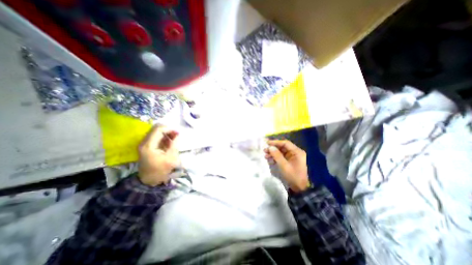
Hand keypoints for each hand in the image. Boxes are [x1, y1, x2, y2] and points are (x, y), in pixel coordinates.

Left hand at [138, 125, 180, 185]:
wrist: (149, 181)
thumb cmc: (161, 170)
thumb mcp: (171, 158)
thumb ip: (174, 144)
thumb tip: (177, 133)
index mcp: (149, 145)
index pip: (158, 129)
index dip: (169, 129)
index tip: (178, 133)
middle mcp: (144, 142)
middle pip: (156, 128)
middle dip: (168, 130)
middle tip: (177, 135)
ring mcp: (144, 144)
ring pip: (156, 131)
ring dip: (166, 133)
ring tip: (174, 139)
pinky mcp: (146, 146)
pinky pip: (155, 136)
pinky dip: (163, 137)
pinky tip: (169, 142)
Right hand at [265, 139, 310, 192]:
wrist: (300, 188)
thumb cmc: (293, 176)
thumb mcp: (284, 166)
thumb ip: (277, 155)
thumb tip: (270, 147)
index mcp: (297, 152)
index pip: (285, 143)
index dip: (276, 142)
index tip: (267, 143)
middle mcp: (295, 152)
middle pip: (283, 147)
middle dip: (273, 148)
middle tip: (265, 150)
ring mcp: (292, 157)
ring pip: (281, 152)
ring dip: (273, 153)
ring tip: (265, 155)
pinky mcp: (289, 161)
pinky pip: (281, 157)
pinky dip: (275, 157)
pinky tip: (270, 160)